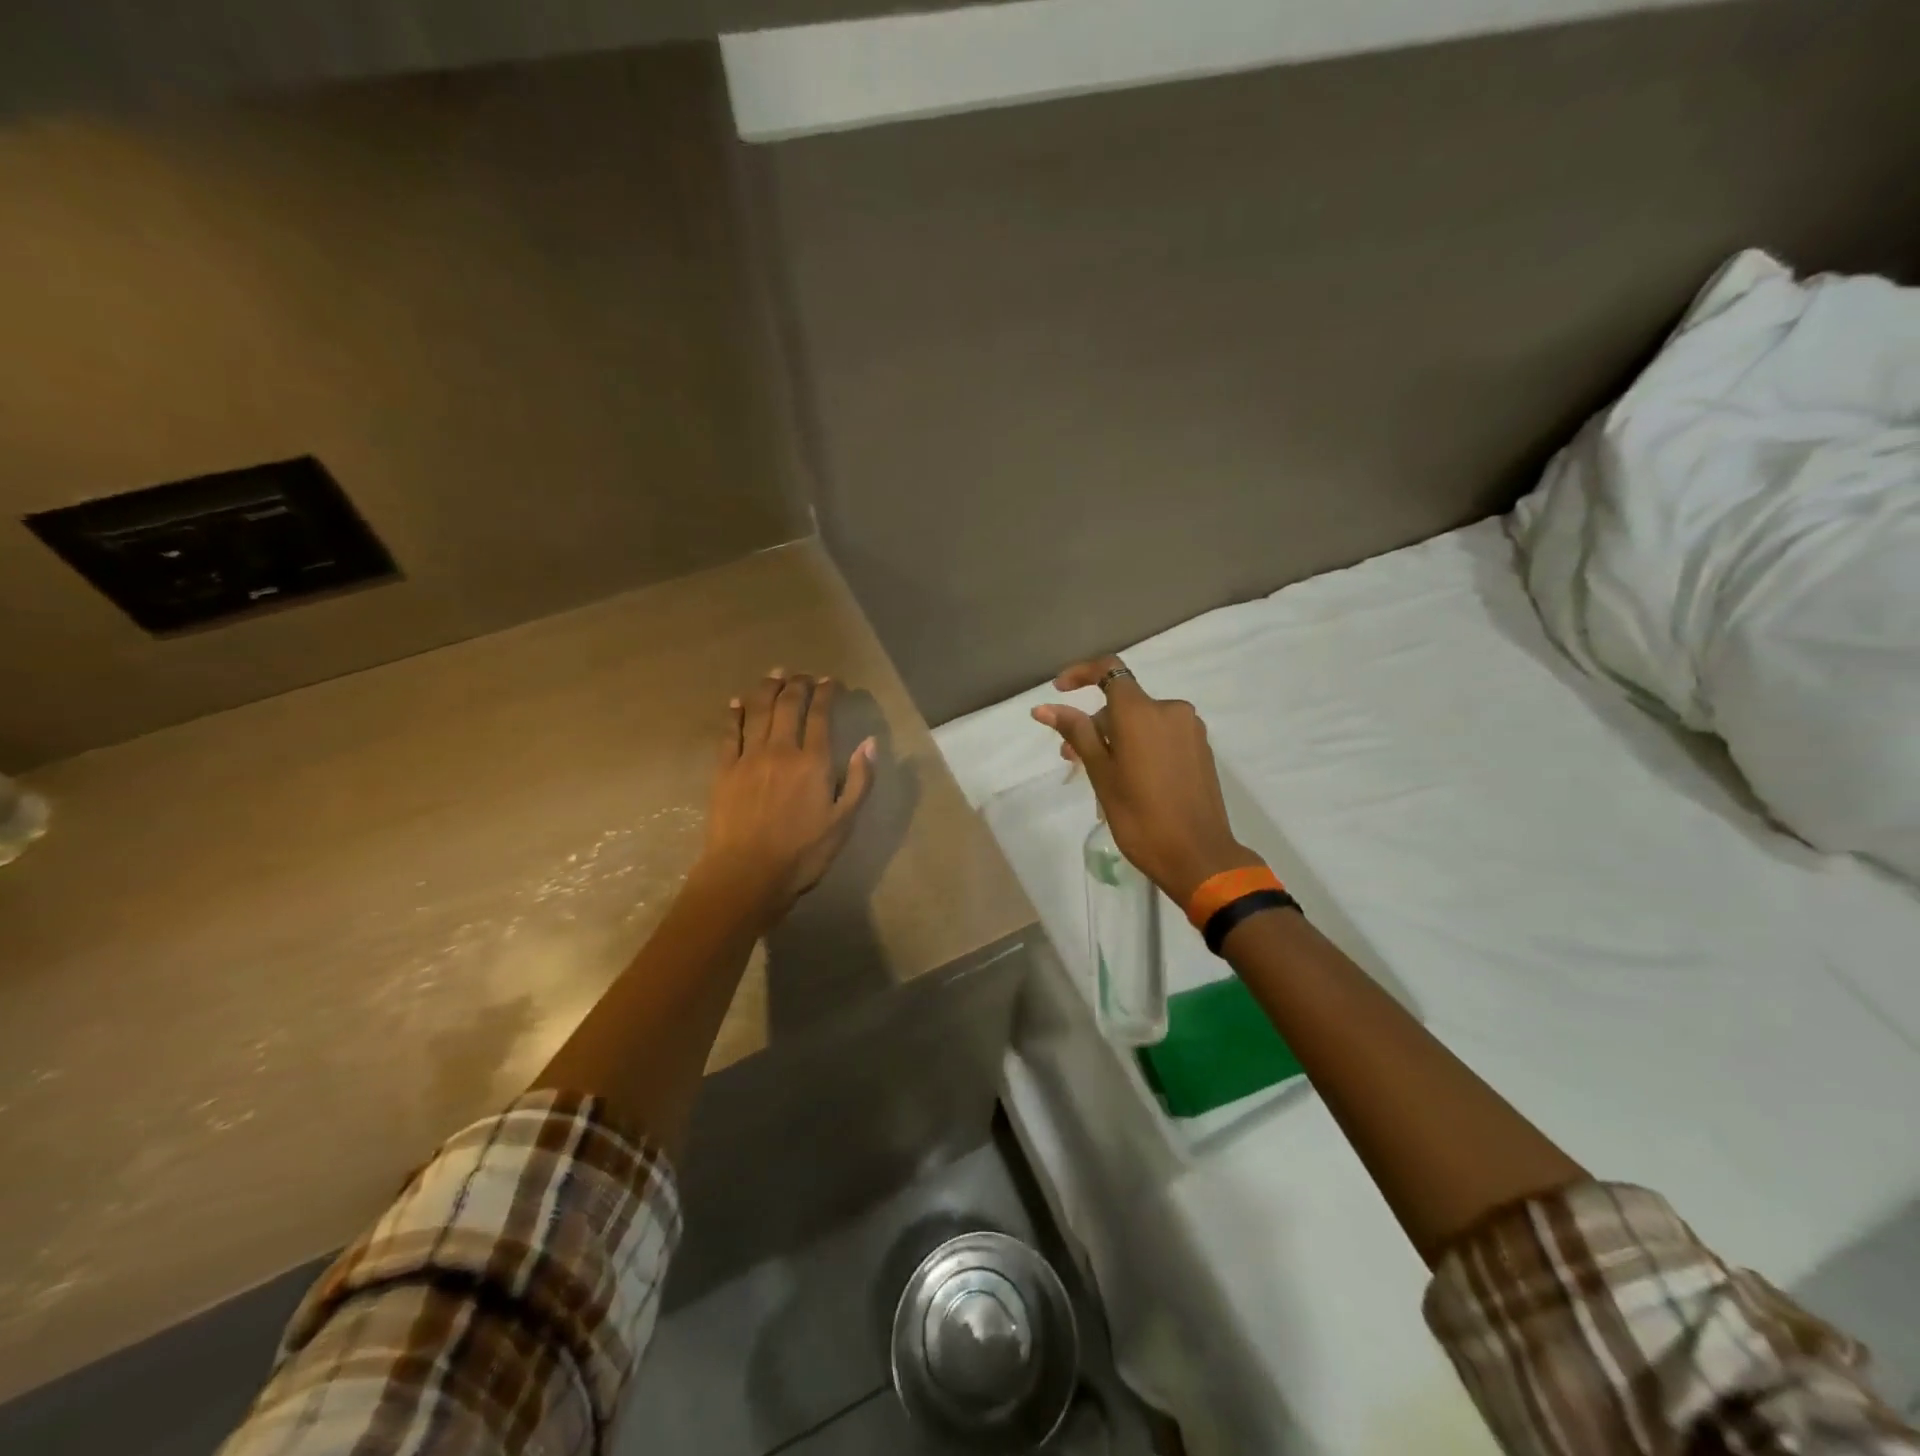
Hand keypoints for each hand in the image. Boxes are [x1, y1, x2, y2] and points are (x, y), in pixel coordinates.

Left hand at [697, 670, 875, 921]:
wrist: (747, 874)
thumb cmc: (803, 853)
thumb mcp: (844, 822)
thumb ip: (859, 780)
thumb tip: (870, 742)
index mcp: (813, 761)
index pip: (820, 714)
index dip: (826, 692)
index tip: (832, 682)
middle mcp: (780, 749)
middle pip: (788, 705)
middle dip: (798, 684)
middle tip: (804, 674)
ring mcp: (749, 757)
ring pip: (757, 711)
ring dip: (767, 688)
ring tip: (775, 674)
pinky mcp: (724, 770)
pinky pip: (729, 733)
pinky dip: (734, 714)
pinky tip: (736, 702)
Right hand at [1033, 657, 1260, 904]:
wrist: (1198, 856)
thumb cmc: (1140, 817)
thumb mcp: (1101, 774)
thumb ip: (1076, 733)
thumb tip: (1044, 708)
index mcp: (1141, 712)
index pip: (1109, 670)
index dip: (1081, 673)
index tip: (1059, 691)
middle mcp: (1170, 710)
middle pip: (1123, 703)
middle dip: (1095, 724)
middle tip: (1072, 760)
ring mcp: (1190, 729)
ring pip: (1142, 721)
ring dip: (1117, 738)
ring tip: (1102, 777)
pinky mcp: (1201, 749)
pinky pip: (1162, 735)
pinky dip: (1141, 746)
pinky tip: (1132, 780)